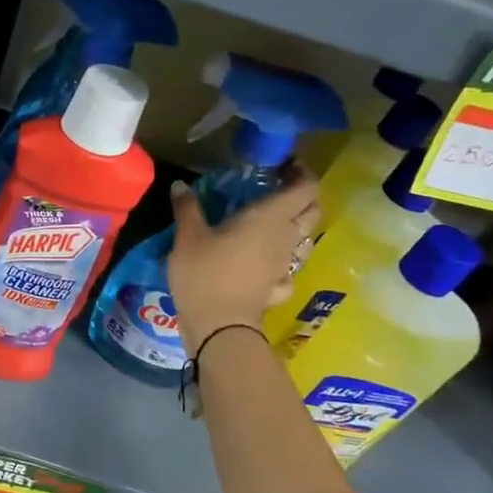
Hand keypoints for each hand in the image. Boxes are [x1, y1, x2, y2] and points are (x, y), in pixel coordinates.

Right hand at [167, 174, 321, 355]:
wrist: (219, 327)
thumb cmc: (204, 274)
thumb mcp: (187, 237)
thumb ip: (187, 208)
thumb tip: (180, 184)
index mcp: (268, 218)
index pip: (304, 189)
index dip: (301, 174)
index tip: (285, 165)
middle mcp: (285, 238)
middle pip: (312, 211)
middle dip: (303, 197)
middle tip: (279, 189)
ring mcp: (285, 265)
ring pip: (305, 239)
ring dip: (296, 227)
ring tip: (272, 222)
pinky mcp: (277, 287)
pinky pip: (289, 267)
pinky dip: (283, 260)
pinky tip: (267, 261)